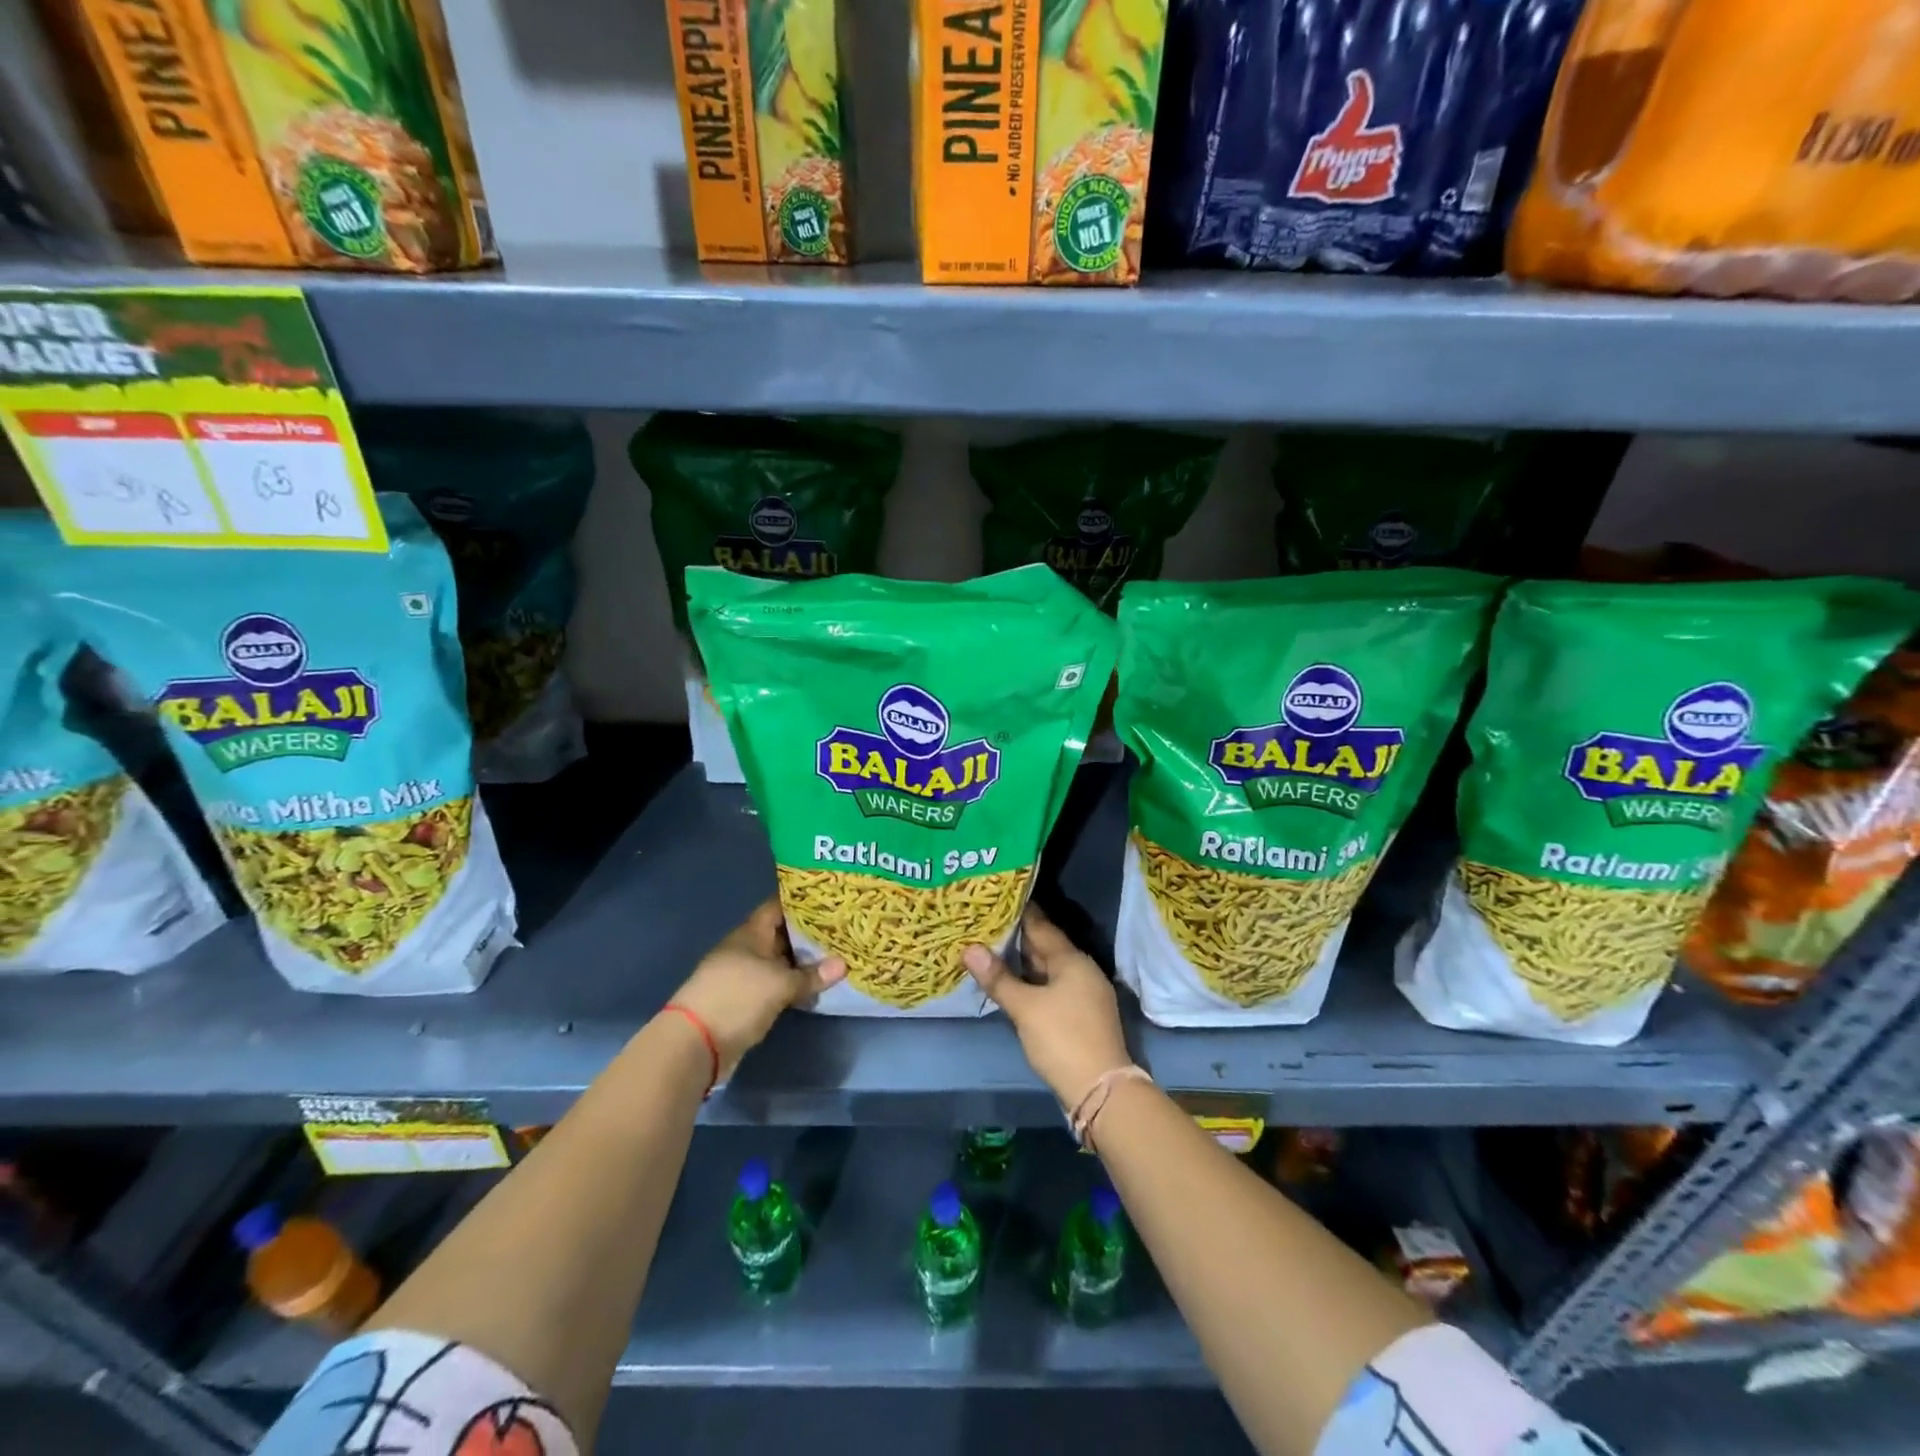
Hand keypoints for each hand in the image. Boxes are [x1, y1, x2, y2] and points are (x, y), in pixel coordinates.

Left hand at [666, 898, 844, 1078]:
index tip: (830, 899)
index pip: (778, 907)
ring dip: (804, 962)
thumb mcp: (779, 984)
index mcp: (751, 933)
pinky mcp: (747, 1000)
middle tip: (843, 928)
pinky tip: (817, 986)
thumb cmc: (737, 998)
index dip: (802, 901)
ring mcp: (745, 975)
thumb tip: (843, 964)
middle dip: (810, 933)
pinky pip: (777, 984)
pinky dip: (795, 984)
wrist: (695, 1043)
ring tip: (838, 954)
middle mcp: (748, 949)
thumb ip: (811, 974)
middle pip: (782, 935)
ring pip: (781, 961)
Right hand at [963, 904, 1130, 1109]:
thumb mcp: (1025, 1008)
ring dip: (1021, 961)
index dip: (1018, 913)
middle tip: (983, 923)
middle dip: (1016, 937)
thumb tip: (970, 948)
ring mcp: (1083, 993)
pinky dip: (1030, 981)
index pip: (1041, 926)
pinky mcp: (1079, 1014)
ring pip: (1047, 968)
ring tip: (989, 947)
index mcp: (1072, 960)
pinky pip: (1050, 986)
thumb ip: (998, 978)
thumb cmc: (1062, 1039)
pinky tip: (1009, 982)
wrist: (1100, 1090)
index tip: (995, 899)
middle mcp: (1081, 970)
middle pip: (1045, 946)